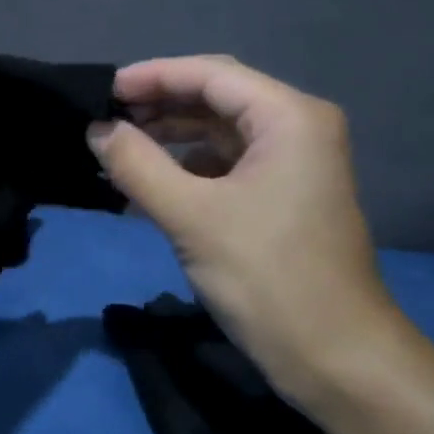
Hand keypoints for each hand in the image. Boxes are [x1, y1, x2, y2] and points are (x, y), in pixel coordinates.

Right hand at [88, 56, 406, 401]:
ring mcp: (294, 164)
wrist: (336, 358)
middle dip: (160, 104)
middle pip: (217, 98)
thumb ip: (137, 164)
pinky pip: (228, 164)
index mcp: (289, 118)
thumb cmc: (266, 277)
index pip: (211, 74)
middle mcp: (297, 129)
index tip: (103, 91)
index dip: (153, 76)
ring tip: (119, 149)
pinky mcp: (284, 196)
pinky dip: (188, 167)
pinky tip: (150, 183)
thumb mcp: (191, 216)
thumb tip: (97, 128)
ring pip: (220, 132)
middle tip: (105, 119)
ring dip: (171, 137)